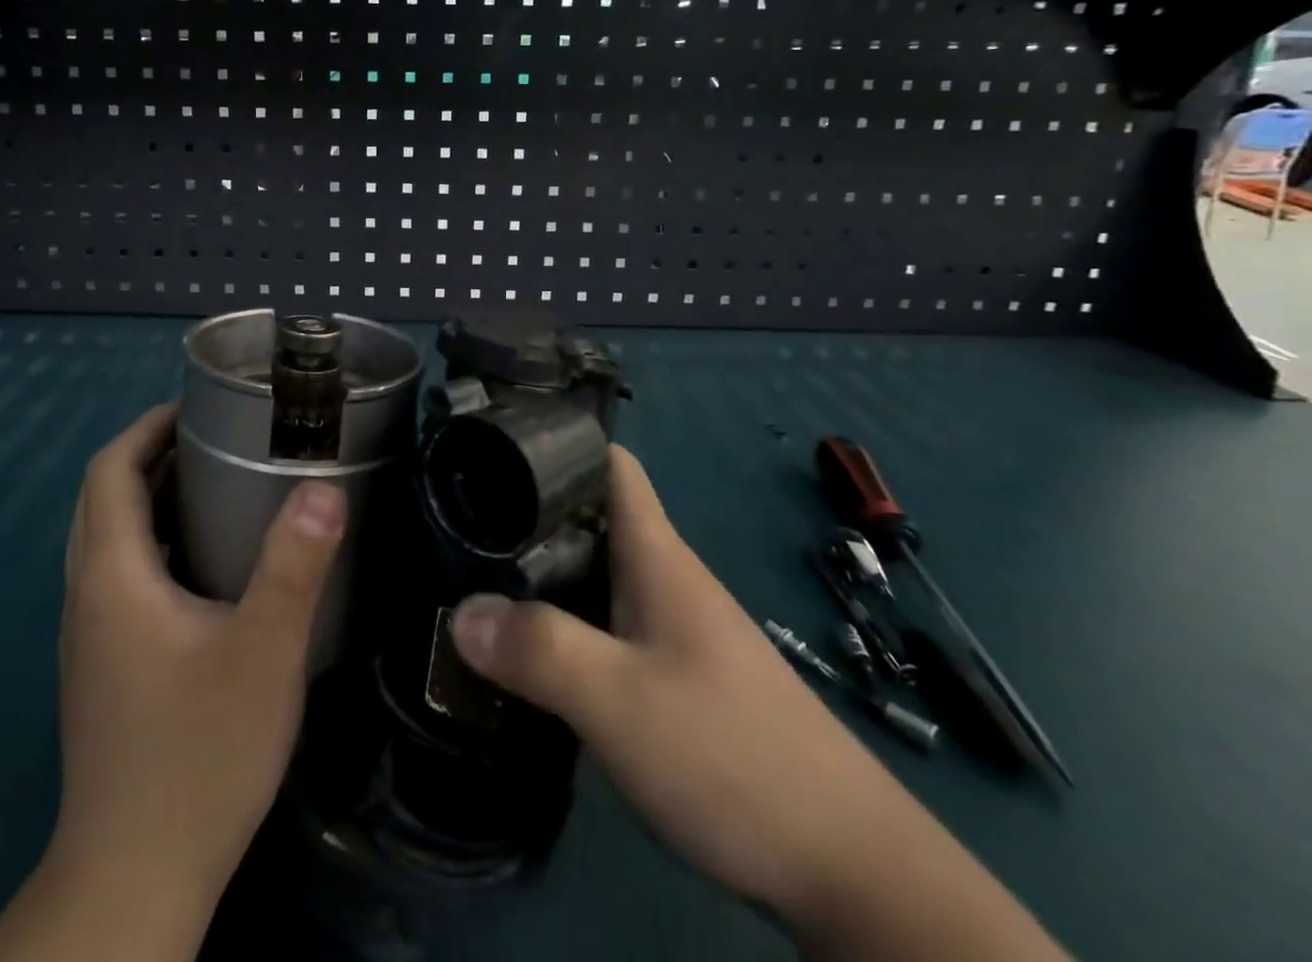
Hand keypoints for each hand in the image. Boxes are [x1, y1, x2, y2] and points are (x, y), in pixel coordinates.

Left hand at [45, 404, 344, 927]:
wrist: (136, 877)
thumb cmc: (199, 753)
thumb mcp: (263, 652)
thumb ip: (294, 566)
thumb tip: (324, 486)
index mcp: (112, 576)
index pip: (107, 471)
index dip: (146, 428)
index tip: (196, 406)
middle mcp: (87, 595)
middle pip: (100, 498)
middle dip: (147, 454)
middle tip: (213, 436)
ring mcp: (89, 635)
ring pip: (104, 537)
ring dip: (145, 496)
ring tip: (212, 482)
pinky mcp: (102, 666)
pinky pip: (115, 574)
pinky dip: (147, 540)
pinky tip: (201, 561)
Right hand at [449, 448, 1062, 959]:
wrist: (851, 869)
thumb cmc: (732, 755)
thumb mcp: (619, 701)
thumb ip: (538, 650)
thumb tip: (460, 611)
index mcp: (657, 557)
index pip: (610, 465)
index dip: (558, 444)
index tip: (495, 448)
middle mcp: (666, 580)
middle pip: (592, 519)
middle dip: (530, 514)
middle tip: (460, 524)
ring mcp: (676, 631)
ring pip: (597, 576)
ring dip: (544, 574)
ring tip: (477, 582)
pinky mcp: (679, 679)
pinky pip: (608, 626)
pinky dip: (567, 624)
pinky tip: (533, 655)